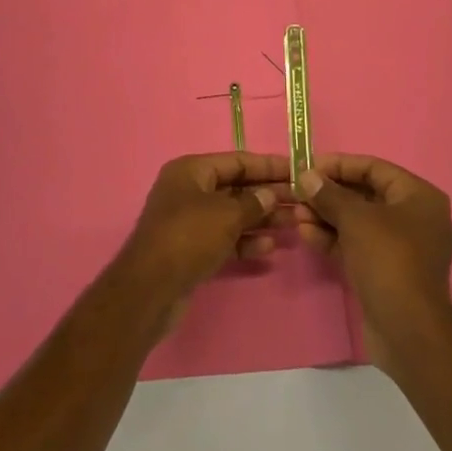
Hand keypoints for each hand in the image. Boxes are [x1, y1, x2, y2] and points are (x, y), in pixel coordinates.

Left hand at [117, 153, 293, 319]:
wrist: (150, 290)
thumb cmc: (188, 238)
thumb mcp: (225, 215)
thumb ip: (252, 203)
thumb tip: (270, 195)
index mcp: (191, 171)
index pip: (237, 161)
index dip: (268, 165)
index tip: (297, 170)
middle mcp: (189, 190)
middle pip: (236, 187)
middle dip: (268, 194)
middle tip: (301, 200)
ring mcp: (189, 221)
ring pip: (233, 214)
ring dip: (262, 218)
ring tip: (294, 223)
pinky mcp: (192, 249)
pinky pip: (225, 238)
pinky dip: (245, 240)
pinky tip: (269, 247)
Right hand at [295, 155, 451, 369]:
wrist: (408, 331)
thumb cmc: (388, 259)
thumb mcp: (356, 219)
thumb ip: (330, 194)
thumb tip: (307, 176)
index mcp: (419, 196)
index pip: (375, 168)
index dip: (340, 165)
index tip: (309, 166)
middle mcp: (415, 217)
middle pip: (366, 195)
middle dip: (330, 194)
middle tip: (299, 192)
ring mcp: (402, 247)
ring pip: (359, 222)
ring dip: (327, 216)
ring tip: (296, 214)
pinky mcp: (388, 272)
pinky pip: (359, 245)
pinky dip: (335, 239)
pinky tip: (306, 234)